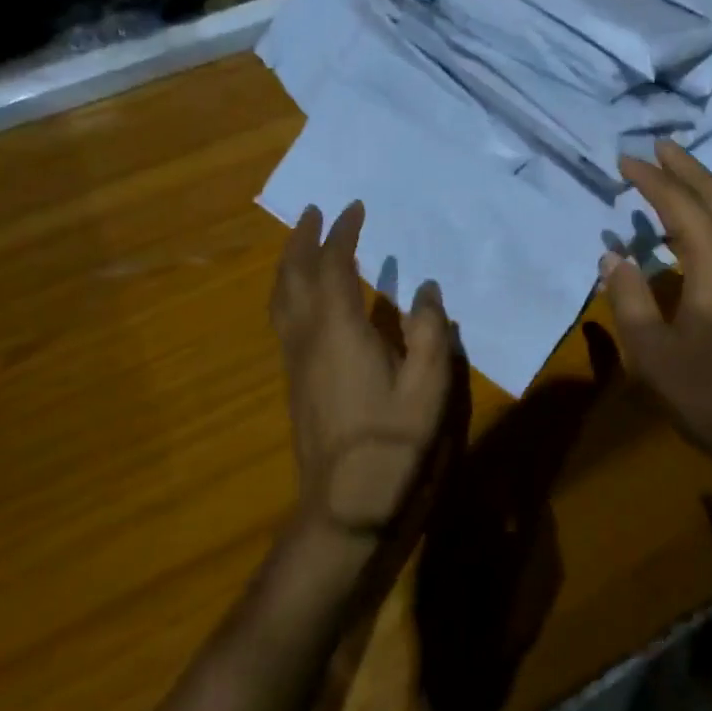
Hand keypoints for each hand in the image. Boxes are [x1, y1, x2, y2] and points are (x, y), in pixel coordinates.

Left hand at [271, 202, 455, 542]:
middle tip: (314, 212)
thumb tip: (426, 289)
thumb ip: (430, 332)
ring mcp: (296, 360)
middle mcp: (308, 336)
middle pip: (294, 275)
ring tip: (301, 244)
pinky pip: (283, 318)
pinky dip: (289, 291)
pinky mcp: (295, 380)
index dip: (342, 234)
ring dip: (288, 263)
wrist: (346, 502)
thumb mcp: (428, 386)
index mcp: (340, 329)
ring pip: (281, 298)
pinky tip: (303, 298)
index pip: (334, 266)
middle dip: (303, 239)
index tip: (354, 208)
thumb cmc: (391, 441)